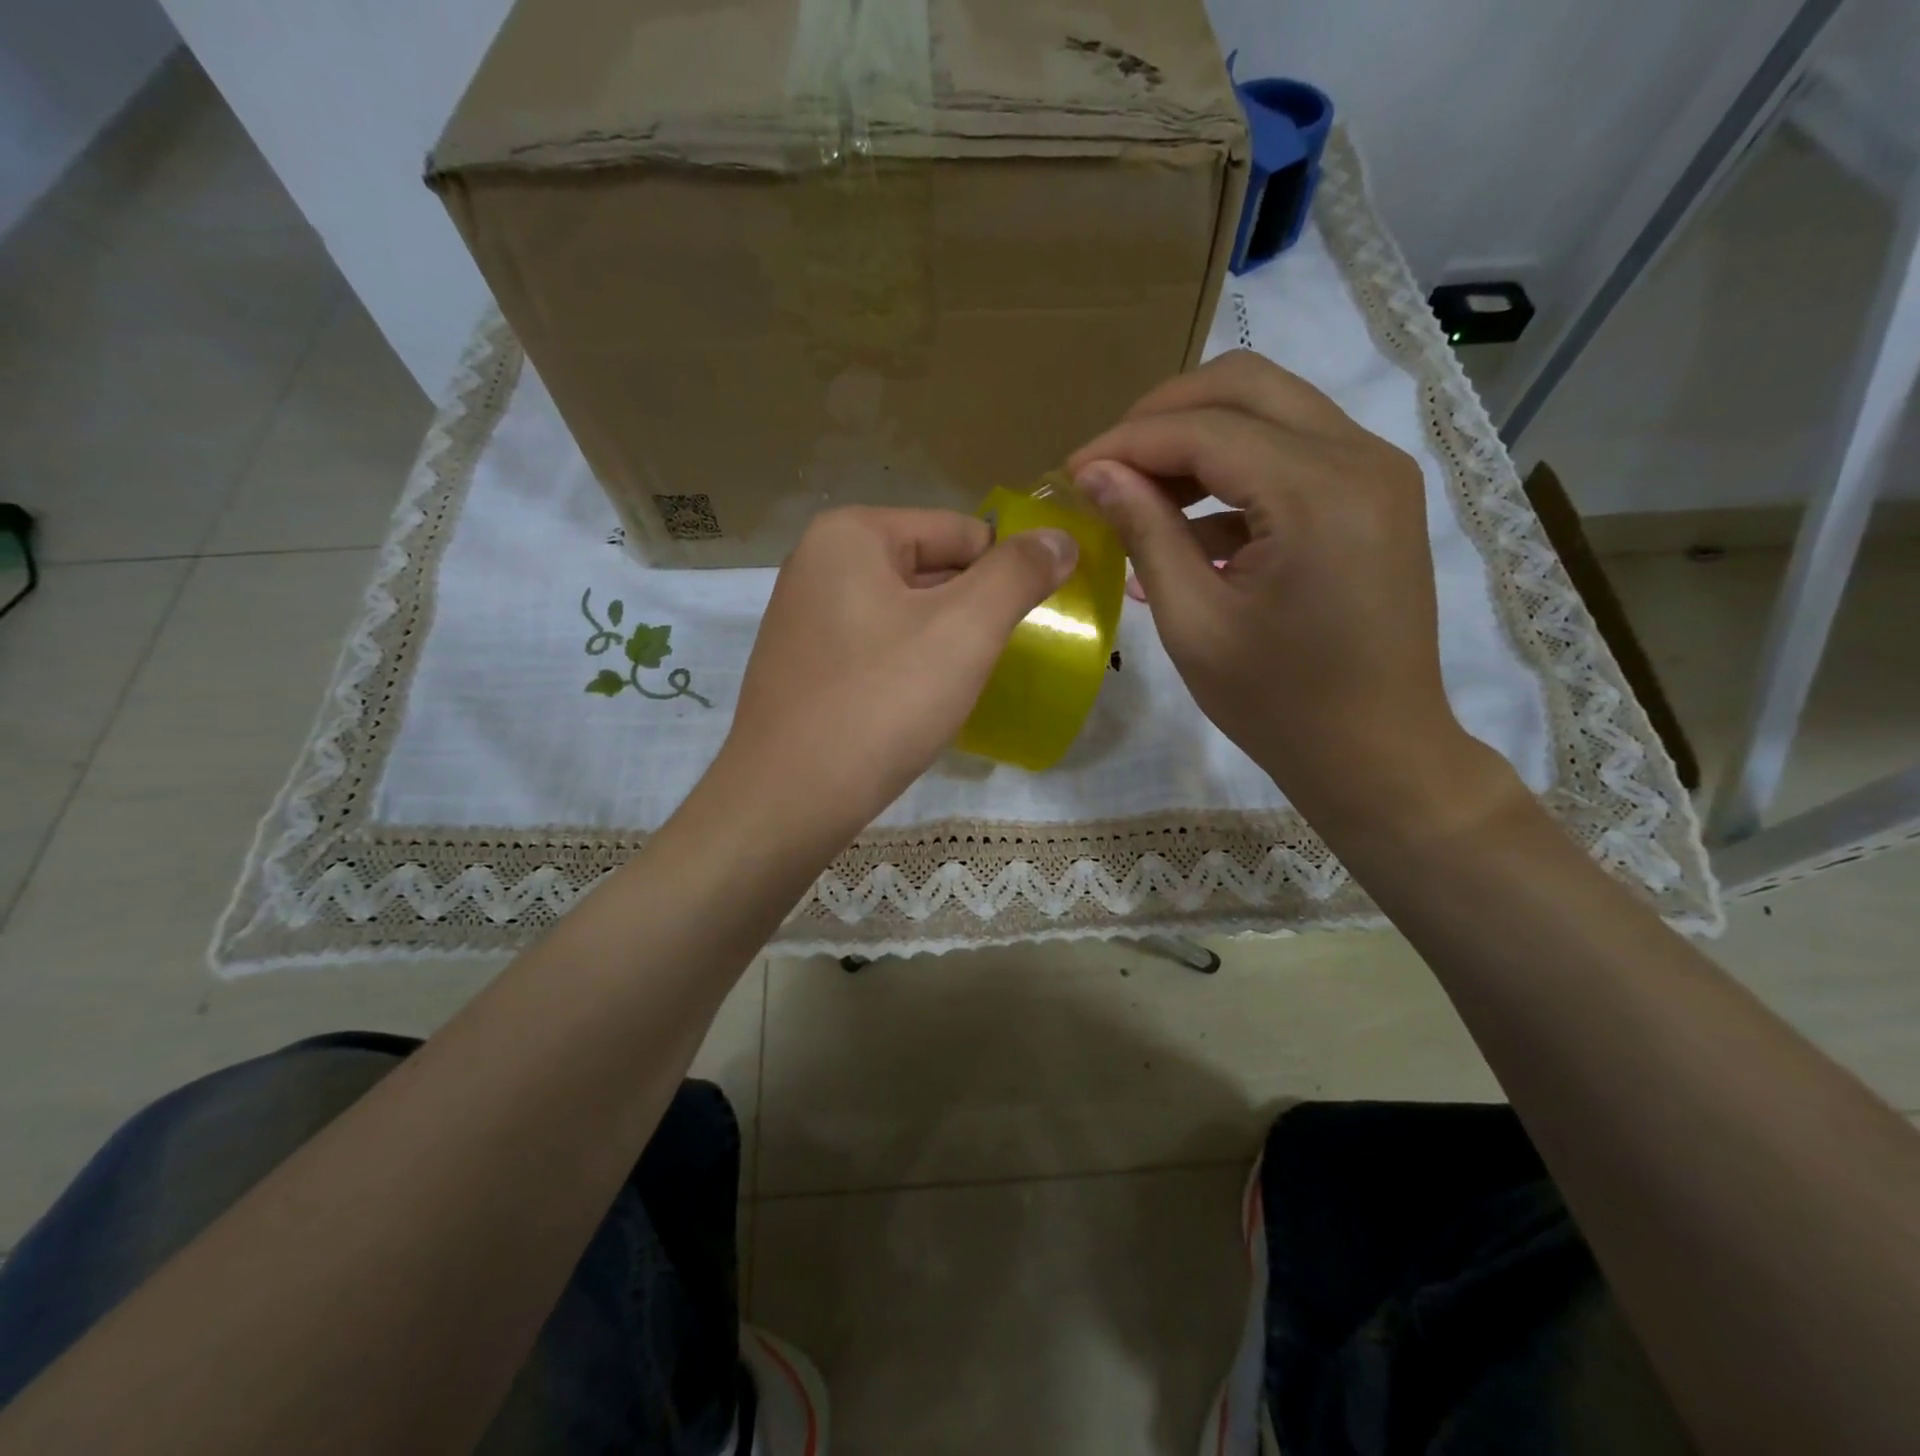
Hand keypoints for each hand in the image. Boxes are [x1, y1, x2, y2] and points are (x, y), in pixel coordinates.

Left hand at [712, 506, 1076, 846]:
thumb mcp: (966, 629)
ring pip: (904, 613)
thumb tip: (1060, 538)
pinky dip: (907, 667)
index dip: (1004, 575)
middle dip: (971, 611)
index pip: (962, 531)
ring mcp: (804, 617)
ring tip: (959, 688)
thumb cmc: (882, 703)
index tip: (1027, 625)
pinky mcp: (802, 665)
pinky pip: (875, 648)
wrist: (788, 799)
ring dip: (942, 643)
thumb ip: (1018, 574)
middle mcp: (818, 562)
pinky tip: (917, 706)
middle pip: (930, 568)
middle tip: (997, 660)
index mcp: (851, 533)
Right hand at [1066, 350, 1516, 833]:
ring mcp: (1377, 471)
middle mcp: (1361, 457)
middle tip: (1108, 467)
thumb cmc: (1278, 704)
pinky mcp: (1376, 494)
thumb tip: (1094, 474)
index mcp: (1318, 494)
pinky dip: (1236, 468)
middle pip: (1245, 385)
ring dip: (1198, 437)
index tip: (1071, 472)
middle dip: (1162, 416)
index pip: (1204, 428)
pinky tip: (1194, 526)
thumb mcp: (1194, 623)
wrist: (1376, 753)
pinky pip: (1295, 449)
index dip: (1126, 442)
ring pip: (1272, 408)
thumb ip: (1145, 533)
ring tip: (1142, 495)